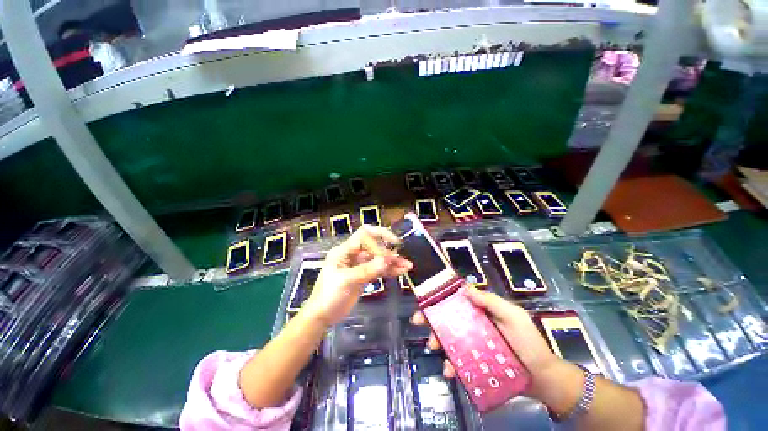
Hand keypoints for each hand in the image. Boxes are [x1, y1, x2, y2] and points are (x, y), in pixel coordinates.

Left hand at [303, 225, 411, 326]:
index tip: (389, 255)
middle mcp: (353, 254)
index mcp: (344, 250)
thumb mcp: (346, 281)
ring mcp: (359, 264)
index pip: (364, 236)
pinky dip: (389, 270)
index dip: (378, 241)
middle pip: (374, 245)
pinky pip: (379, 269)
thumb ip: (367, 270)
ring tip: (407, 266)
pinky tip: (400, 272)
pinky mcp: (364, 274)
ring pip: (378, 258)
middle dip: (388, 250)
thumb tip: (388, 260)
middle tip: (401, 258)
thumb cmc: (329, 296)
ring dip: (392, 261)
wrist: (322, 316)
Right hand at [410, 286, 563, 397]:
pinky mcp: (473, 363)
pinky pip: (457, 362)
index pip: (456, 301)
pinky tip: (449, 370)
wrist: (541, 378)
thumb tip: (465, 288)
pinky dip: (450, 365)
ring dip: (437, 341)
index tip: (426, 300)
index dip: (439, 298)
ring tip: (433, 346)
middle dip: (431, 319)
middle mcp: (473, 326)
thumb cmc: (528, 342)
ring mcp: (472, 345)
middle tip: (418, 322)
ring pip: (448, 340)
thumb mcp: (512, 316)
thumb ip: (491, 301)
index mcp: (480, 312)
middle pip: (447, 319)